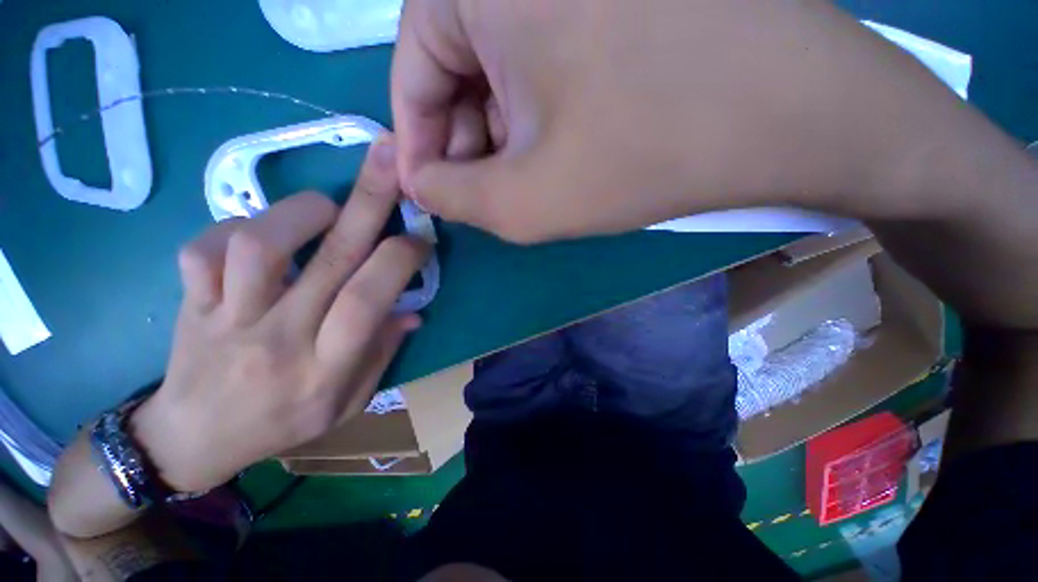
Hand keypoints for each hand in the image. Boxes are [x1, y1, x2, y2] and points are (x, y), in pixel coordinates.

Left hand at [130, 134, 428, 492]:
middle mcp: (278, 338)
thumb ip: (381, 353)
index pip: (368, 300)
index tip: (420, 238)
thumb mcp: (348, 402)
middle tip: (390, 160)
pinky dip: (235, 226)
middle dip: (369, 202)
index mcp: (324, 368)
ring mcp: (225, 318)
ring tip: (326, 207)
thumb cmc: (283, 424)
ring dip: (302, 211)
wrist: (194, 440)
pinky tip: (261, 232)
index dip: (400, 259)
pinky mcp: (188, 303)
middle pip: (330, 259)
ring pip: (259, 245)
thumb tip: (411, 312)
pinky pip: (202, 249)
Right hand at [392, 0, 982, 241]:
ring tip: (530, 179)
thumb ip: (453, 198)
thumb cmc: (647, 152)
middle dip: (467, 142)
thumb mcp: (526, 200)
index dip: (419, 143)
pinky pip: (543, 61)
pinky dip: (537, 114)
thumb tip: (418, 183)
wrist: (792, 113)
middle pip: (456, 68)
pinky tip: (564, 149)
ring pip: (501, 69)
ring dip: (504, 134)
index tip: (434, 191)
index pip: (412, 70)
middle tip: (489, 195)